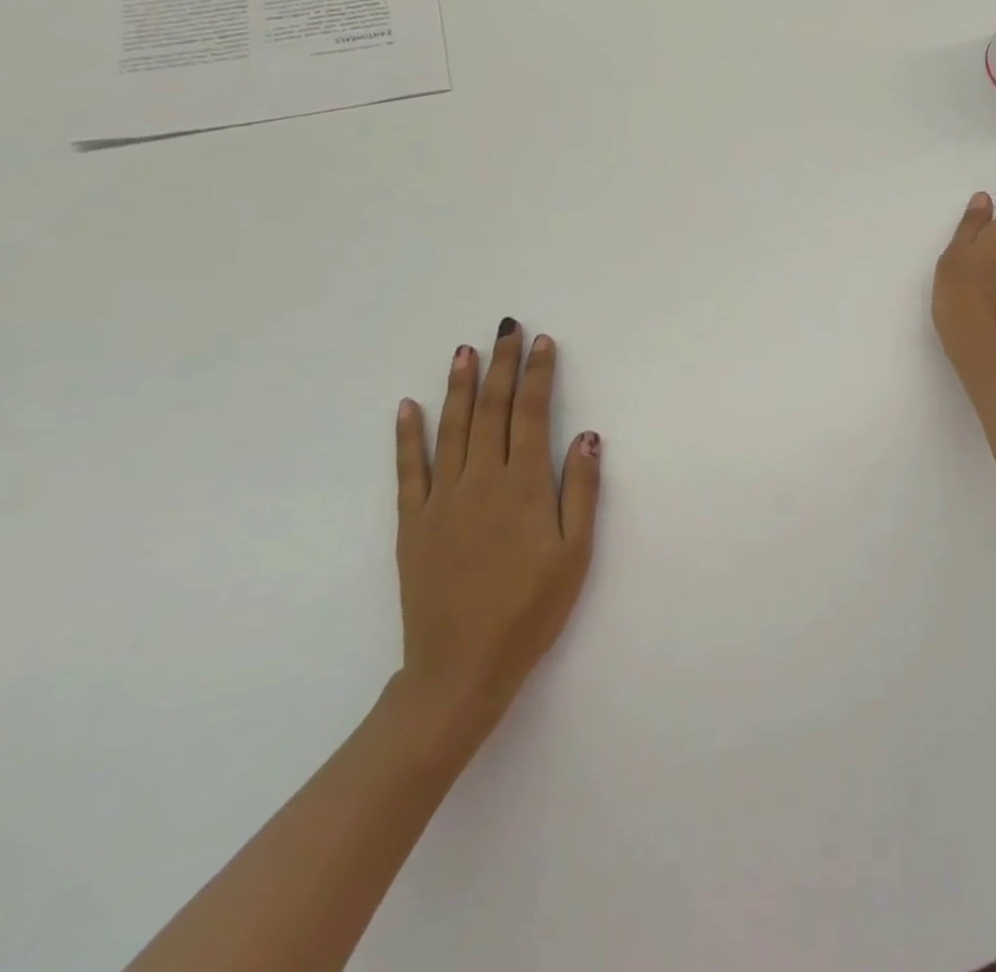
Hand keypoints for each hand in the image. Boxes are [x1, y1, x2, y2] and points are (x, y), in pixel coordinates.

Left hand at [392, 318, 600, 746]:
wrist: (461, 668)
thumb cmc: (531, 609)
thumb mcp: (575, 554)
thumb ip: (581, 491)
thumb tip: (588, 436)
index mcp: (523, 487)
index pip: (531, 414)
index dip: (537, 375)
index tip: (542, 343)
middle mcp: (479, 482)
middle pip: (490, 411)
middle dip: (501, 366)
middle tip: (506, 328)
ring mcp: (440, 501)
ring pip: (451, 430)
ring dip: (458, 386)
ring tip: (465, 351)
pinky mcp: (412, 525)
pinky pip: (408, 470)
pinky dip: (407, 436)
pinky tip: (408, 407)